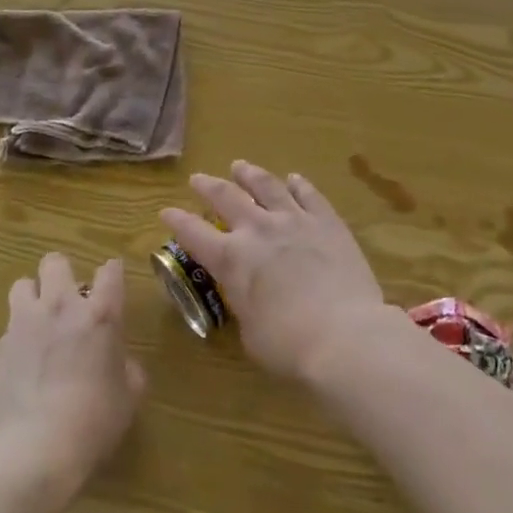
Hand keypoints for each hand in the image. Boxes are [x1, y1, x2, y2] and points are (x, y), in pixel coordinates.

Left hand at [0, 254, 145, 494]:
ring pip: (21, 285)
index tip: (111, 284)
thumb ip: (128, 371)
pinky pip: (5, 333)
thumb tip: (121, 364)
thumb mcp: (128, 399)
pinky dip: (14, 344)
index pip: (110, 271)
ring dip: (32, 299)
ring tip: (37, 325)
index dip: (111, 274)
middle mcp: (60, 307)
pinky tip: (18, 372)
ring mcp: (22, 325)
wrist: (31, 453)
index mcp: (100, 315)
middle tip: (67, 301)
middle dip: (61, 274)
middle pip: (55, 262)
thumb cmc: (92, 423)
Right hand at [161, 161, 389, 381]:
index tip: (166, 210)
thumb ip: (244, 304)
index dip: (177, 221)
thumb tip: (249, 295)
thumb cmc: (290, 346)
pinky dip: (298, 184)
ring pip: (266, 185)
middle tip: (198, 178)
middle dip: (208, 186)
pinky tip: (293, 178)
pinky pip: (308, 194)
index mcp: (231, 259)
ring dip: (249, 174)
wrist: (345, 334)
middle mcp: (258, 230)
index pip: (193, 234)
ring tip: (240, 166)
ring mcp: (294, 220)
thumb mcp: (250, 333)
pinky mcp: (326, 221)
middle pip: (226, 197)